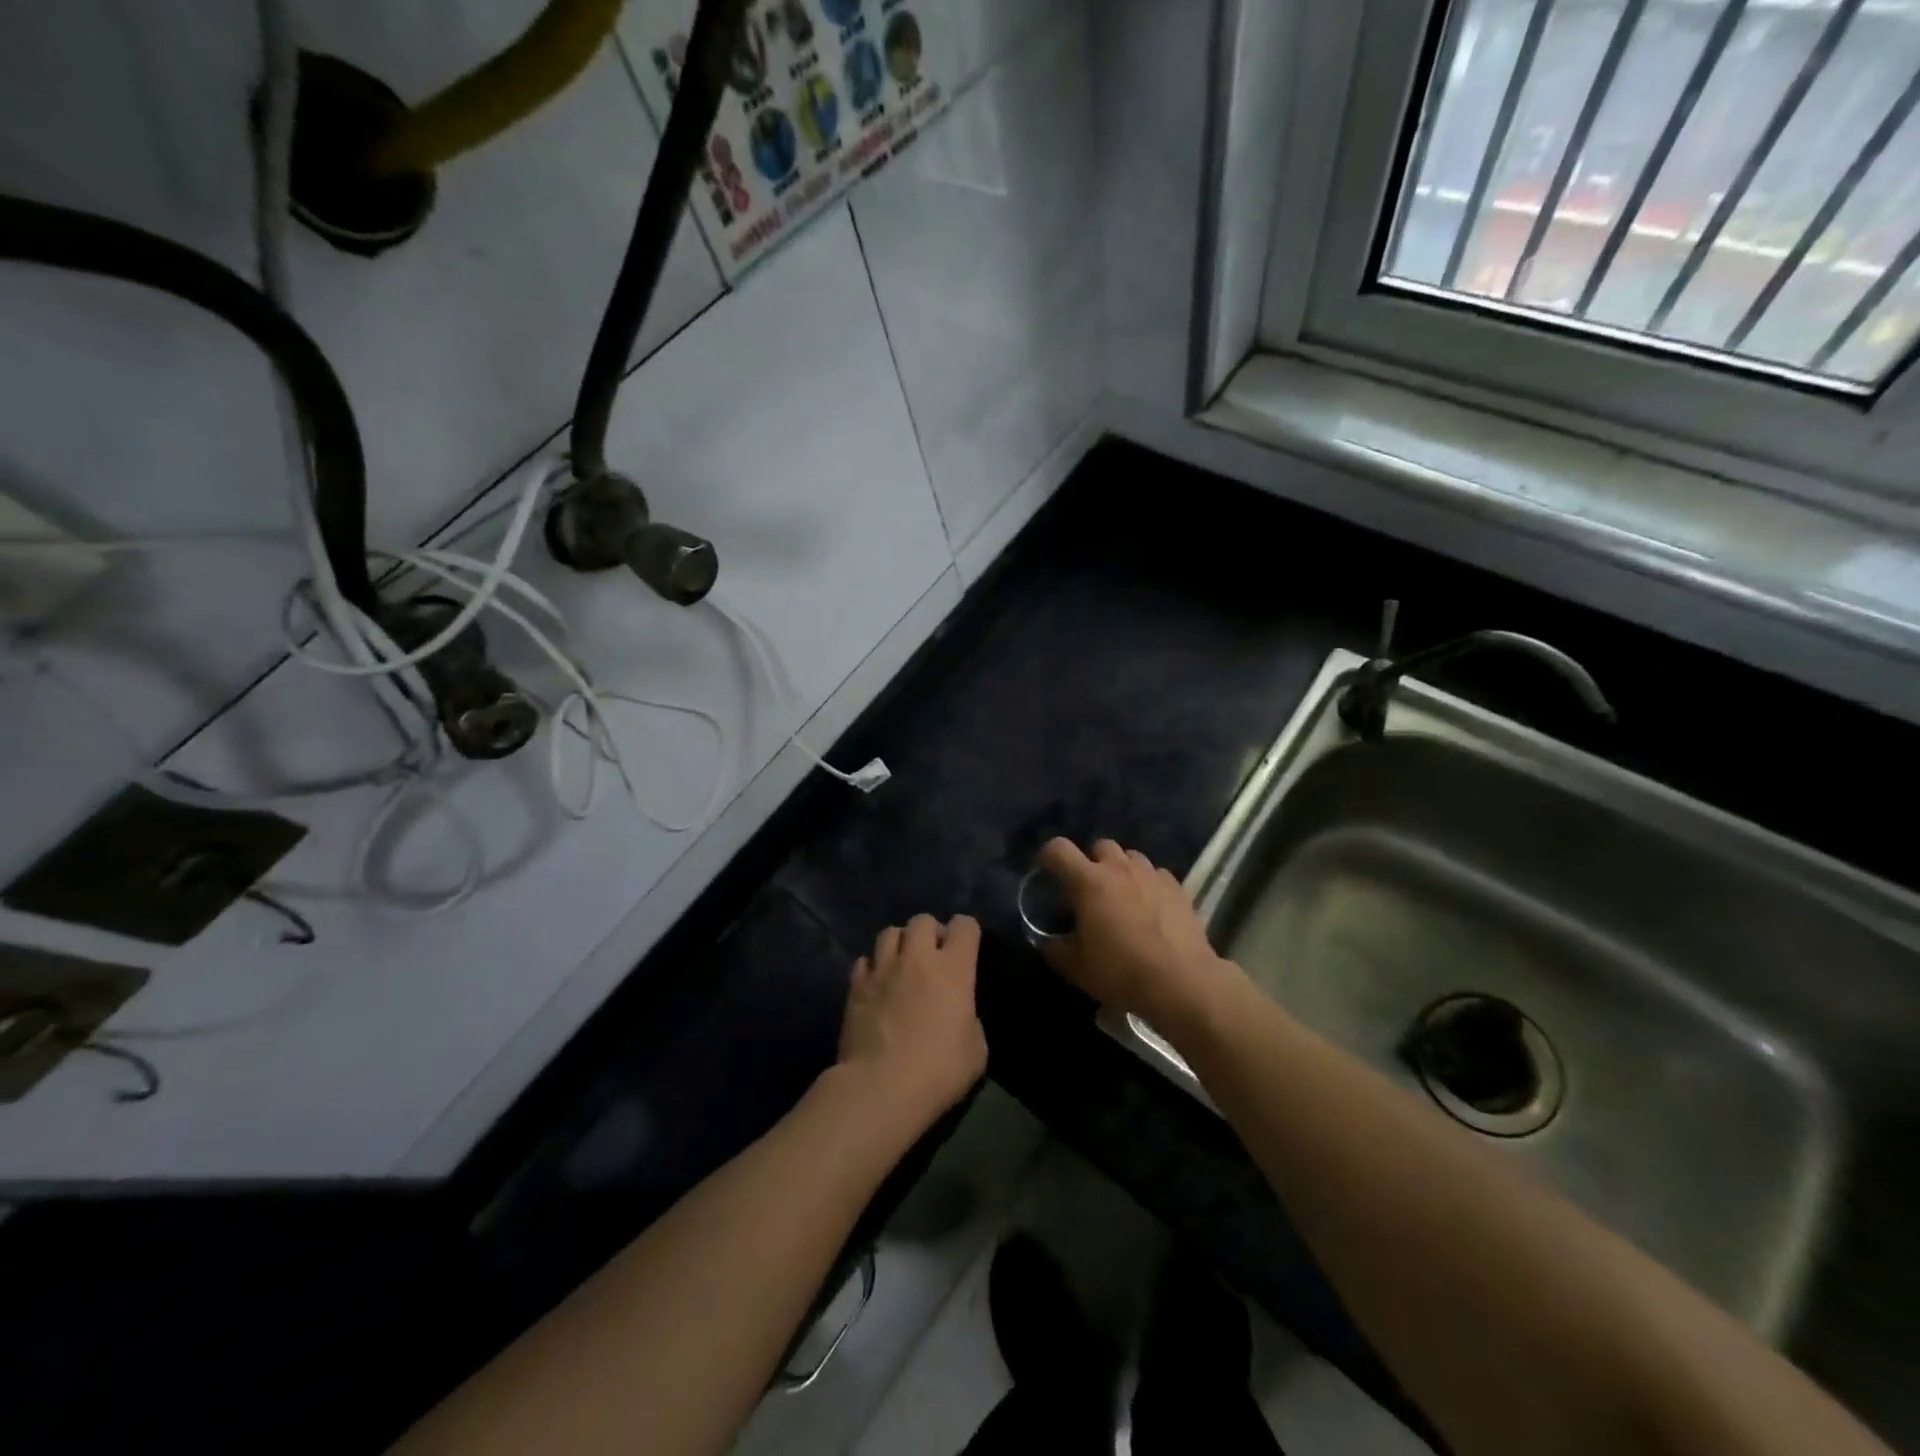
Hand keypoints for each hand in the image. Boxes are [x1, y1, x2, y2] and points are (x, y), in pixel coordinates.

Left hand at [837, 914, 987, 1128]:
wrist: (881, 1087)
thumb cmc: (938, 1071)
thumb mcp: (976, 1050)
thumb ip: (970, 1019)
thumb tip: (959, 1013)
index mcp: (953, 969)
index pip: (965, 925)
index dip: (967, 932)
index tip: (966, 950)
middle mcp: (917, 958)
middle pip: (922, 920)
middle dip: (930, 932)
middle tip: (932, 957)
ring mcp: (882, 969)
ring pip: (889, 932)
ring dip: (899, 944)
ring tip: (901, 964)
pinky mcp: (855, 986)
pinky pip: (864, 961)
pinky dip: (872, 968)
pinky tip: (876, 985)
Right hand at [1038, 838, 1239, 1031]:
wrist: (1180, 982)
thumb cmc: (1120, 971)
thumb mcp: (1076, 968)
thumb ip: (1055, 949)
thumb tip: (1047, 942)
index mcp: (1088, 882)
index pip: (1059, 849)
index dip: (1049, 856)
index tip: (1048, 871)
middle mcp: (1119, 869)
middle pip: (1100, 845)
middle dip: (1092, 861)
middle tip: (1090, 889)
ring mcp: (1151, 875)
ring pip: (1131, 857)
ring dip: (1122, 870)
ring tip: (1123, 896)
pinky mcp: (1177, 887)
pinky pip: (1156, 874)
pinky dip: (1148, 884)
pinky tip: (1151, 907)